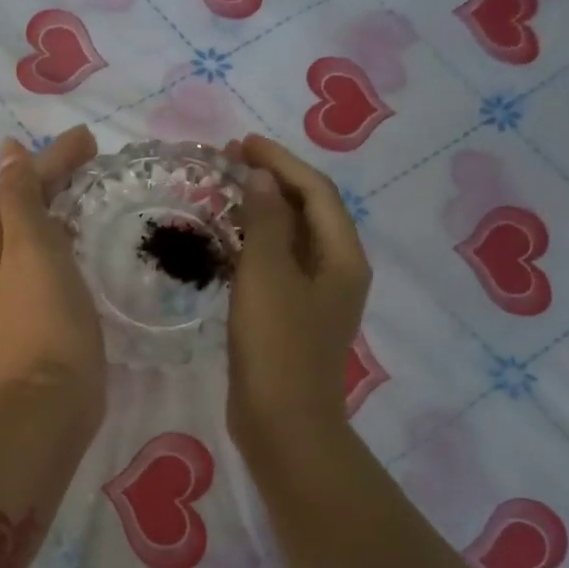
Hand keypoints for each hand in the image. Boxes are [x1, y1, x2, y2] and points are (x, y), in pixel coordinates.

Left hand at [0, 127, 104, 427]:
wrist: (52, 396)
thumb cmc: (45, 315)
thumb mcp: (31, 245)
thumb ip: (20, 197)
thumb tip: (7, 151)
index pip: (19, 185)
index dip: (52, 159)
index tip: (90, 140)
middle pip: (25, 207)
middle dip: (55, 179)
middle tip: (96, 161)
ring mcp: (18, 291)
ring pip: (38, 234)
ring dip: (61, 208)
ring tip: (93, 192)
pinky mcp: (42, 313)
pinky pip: (52, 261)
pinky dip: (68, 240)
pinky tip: (86, 244)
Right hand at [225, 134, 370, 450]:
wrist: (282, 423)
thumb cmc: (276, 346)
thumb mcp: (267, 276)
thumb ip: (267, 221)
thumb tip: (264, 178)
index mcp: (343, 257)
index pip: (316, 192)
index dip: (281, 162)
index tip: (241, 144)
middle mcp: (338, 271)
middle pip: (309, 212)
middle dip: (273, 183)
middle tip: (229, 164)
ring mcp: (317, 297)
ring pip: (291, 240)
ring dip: (262, 213)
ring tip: (224, 195)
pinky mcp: (293, 318)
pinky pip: (277, 267)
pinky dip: (254, 246)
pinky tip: (226, 245)